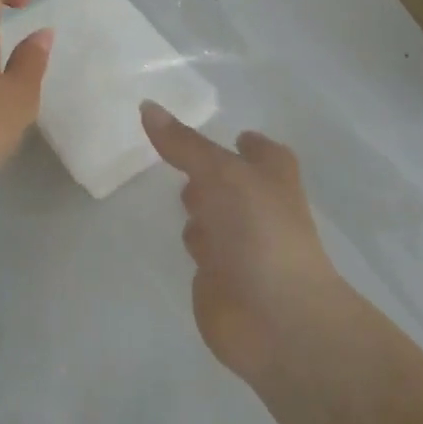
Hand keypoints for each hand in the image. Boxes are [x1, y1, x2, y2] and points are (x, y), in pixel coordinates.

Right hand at [140, 102, 339, 379]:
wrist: (276, 318)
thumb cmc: (259, 230)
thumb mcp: (220, 173)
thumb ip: (183, 144)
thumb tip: (146, 105)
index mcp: (270, 174)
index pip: (260, 150)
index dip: (247, 143)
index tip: (229, 133)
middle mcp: (256, 204)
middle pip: (231, 180)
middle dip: (211, 171)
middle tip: (181, 155)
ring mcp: (239, 242)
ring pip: (212, 214)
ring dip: (197, 206)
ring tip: (174, 191)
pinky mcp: (219, 275)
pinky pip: (200, 248)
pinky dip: (191, 241)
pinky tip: (172, 233)